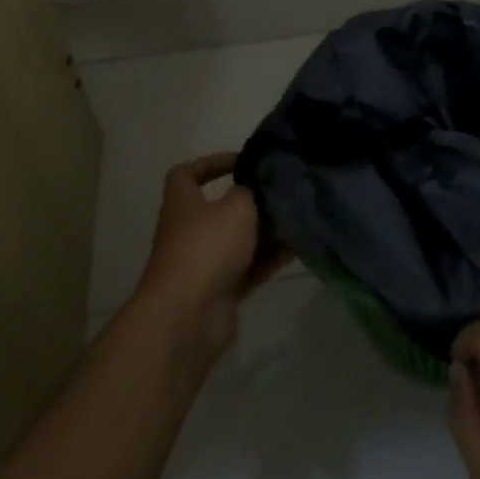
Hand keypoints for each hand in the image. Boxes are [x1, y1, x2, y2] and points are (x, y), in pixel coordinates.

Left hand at [131, 153, 283, 371]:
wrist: (188, 316)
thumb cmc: (207, 247)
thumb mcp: (236, 206)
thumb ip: (249, 191)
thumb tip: (252, 189)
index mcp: (182, 204)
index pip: (186, 174)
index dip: (211, 163)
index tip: (242, 162)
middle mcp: (189, 231)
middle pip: (218, 210)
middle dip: (249, 202)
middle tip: (279, 193)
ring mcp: (203, 264)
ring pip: (238, 241)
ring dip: (264, 232)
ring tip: (296, 219)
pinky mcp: (220, 291)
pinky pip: (249, 268)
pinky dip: (269, 259)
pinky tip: (297, 248)